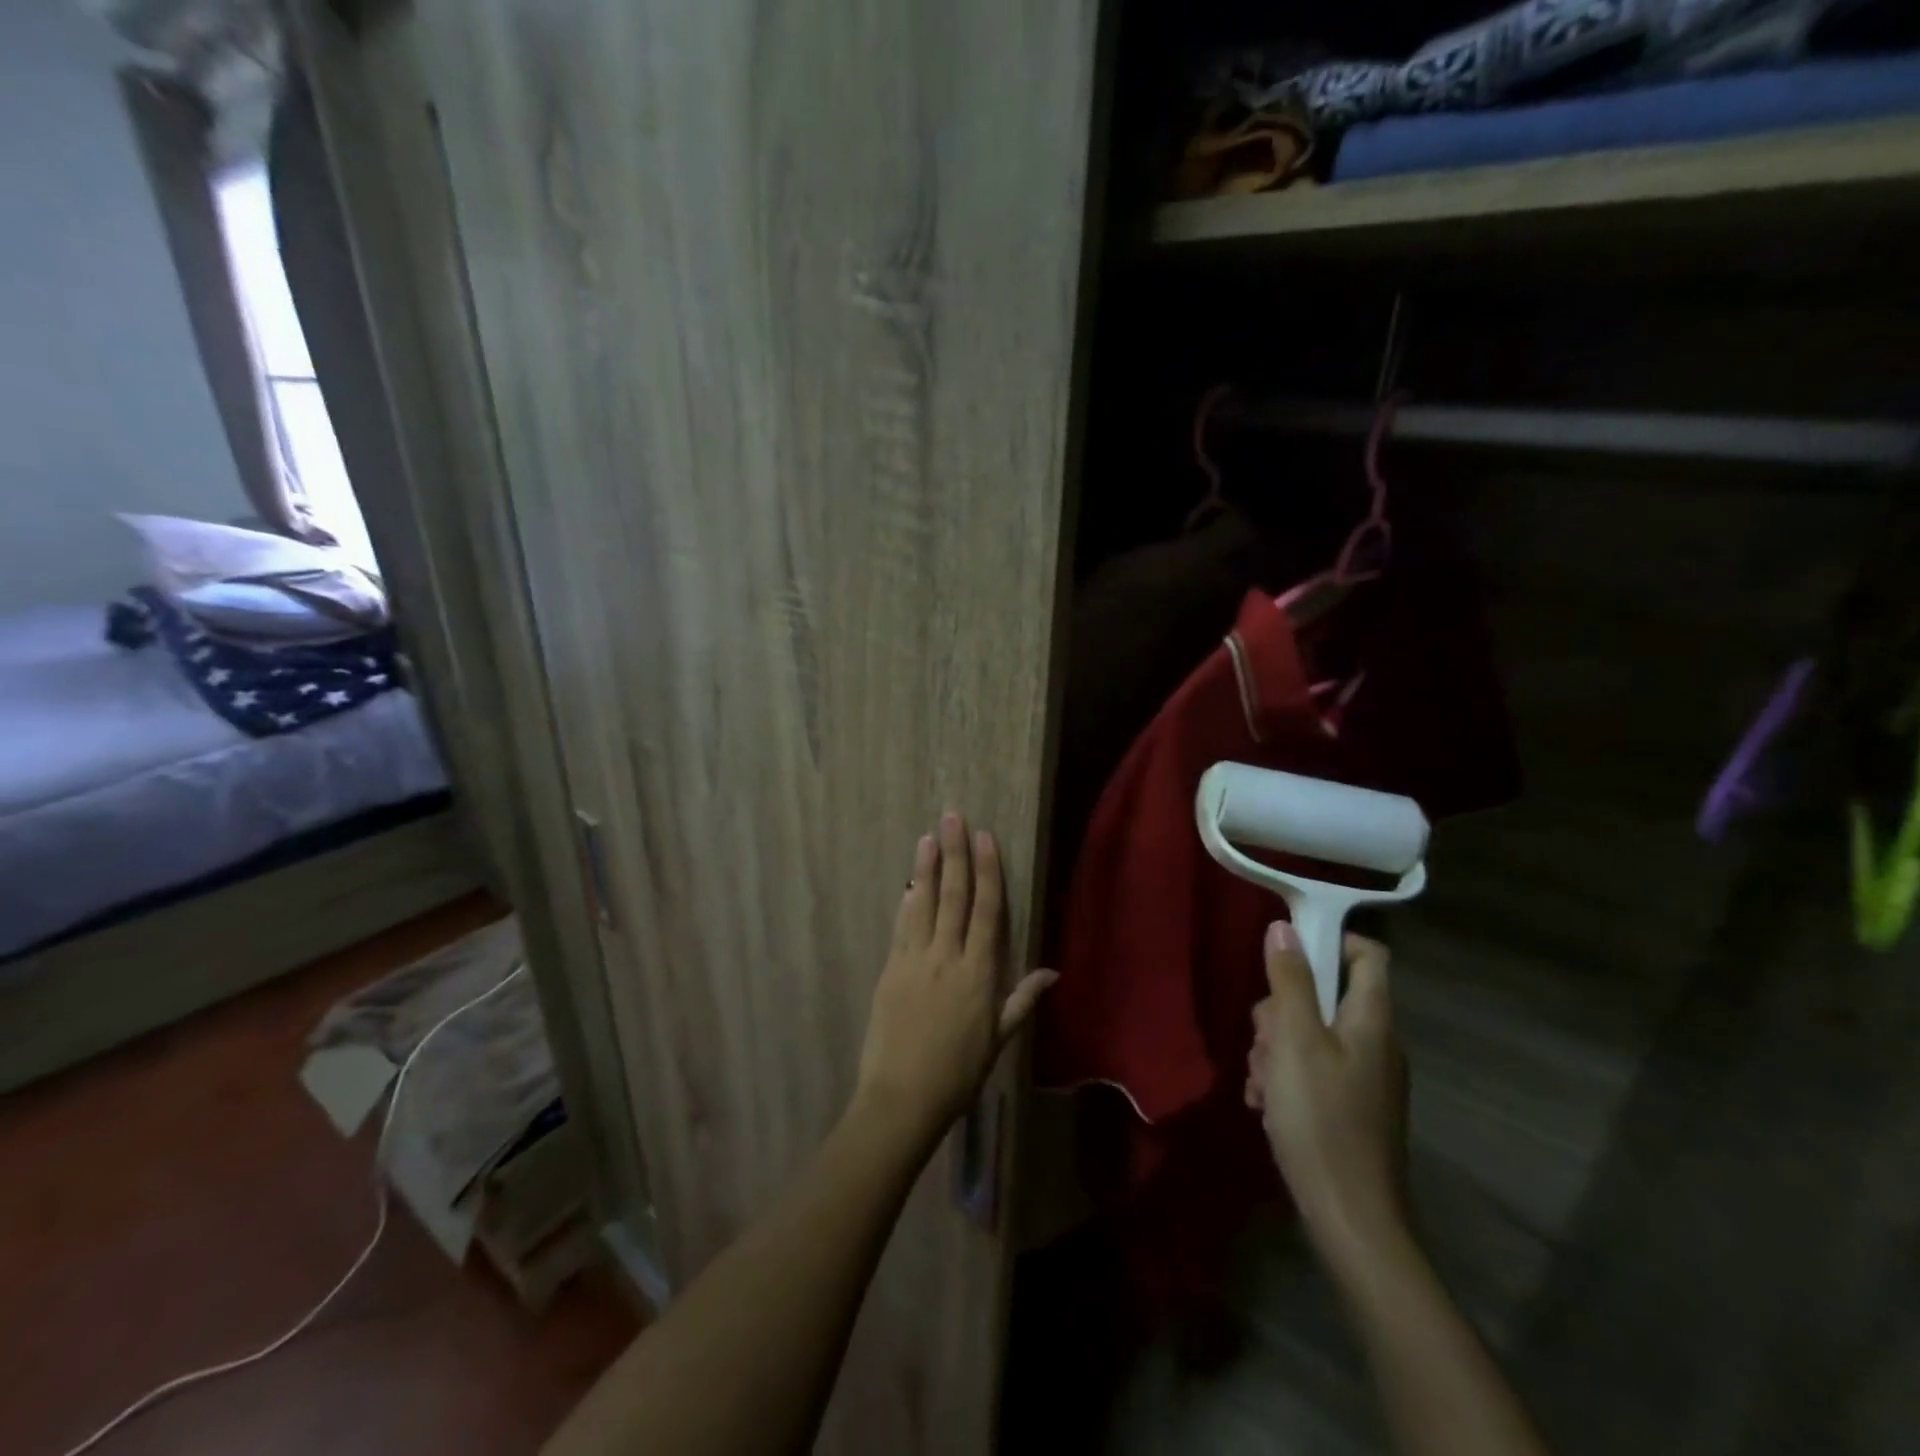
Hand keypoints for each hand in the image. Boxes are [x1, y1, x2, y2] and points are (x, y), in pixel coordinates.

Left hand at [853, 812, 1056, 1145]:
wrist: (901, 1097)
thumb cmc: (958, 1073)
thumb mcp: (998, 1040)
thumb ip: (1022, 999)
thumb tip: (1053, 971)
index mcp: (978, 973)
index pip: (986, 910)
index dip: (987, 871)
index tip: (985, 838)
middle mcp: (947, 957)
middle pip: (953, 896)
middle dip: (955, 854)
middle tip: (953, 818)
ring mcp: (915, 960)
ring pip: (923, 904)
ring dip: (926, 868)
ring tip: (928, 837)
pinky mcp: (890, 969)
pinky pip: (901, 927)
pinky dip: (907, 902)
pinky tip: (909, 883)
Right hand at [1247, 922, 1410, 1265]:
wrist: (1350, 1219)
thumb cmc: (1321, 1119)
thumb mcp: (1295, 1041)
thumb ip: (1290, 982)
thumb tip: (1283, 928)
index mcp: (1371, 1021)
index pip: (1366, 954)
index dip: (1329, 942)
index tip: (1285, 955)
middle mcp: (1373, 1043)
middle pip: (1323, 997)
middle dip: (1280, 1012)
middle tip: (1264, 1041)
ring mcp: (1362, 1078)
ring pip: (1308, 1035)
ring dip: (1274, 1050)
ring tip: (1262, 1083)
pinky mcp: (1348, 1107)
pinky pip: (1310, 1070)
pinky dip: (1285, 1079)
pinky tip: (1266, 1104)